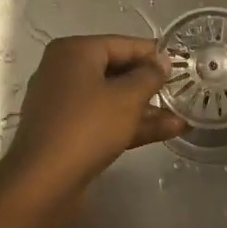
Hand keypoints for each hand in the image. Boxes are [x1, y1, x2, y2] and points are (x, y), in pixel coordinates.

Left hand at [3, 35, 185, 188]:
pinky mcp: (68, 133)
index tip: (182, 64)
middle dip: (150, 83)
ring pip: (112, 99)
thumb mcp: (127, 98)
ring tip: (183, 115)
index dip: (153, 54)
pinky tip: (168, 131)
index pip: (122, 44)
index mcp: (73, 52)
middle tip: (183, 90)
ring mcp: (64, 105)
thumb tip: (162, 61)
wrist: (43, 184)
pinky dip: (131, 124)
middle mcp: (64, 72)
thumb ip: (149, 76)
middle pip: (116, 71)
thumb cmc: (87, 127)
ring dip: (146, 108)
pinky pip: (105, 120)